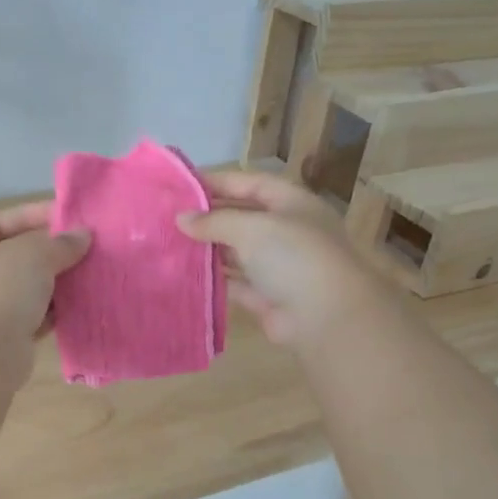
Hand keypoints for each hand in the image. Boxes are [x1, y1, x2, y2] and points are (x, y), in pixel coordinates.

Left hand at [0, 201, 89, 346]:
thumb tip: (82, 236)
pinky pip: (36, 317)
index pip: (0, 222)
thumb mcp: (32, 254)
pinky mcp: (6, 338)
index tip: (69, 217)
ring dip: (57, 282)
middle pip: (16, 256)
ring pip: (28, 289)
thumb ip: (59, 243)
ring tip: (89, 273)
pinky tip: (81, 304)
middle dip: (50, 251)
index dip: (33, 215)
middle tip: (86, 247)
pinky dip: (56, 311)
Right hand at [177, 171, 381, 348]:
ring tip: (171, 243)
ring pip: (237, 251)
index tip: (182, 186)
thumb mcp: (252, 228)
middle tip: (170, 217)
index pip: (252, 183)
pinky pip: (235, 282)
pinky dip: (213, 279)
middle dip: (209, 217)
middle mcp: (287, 232)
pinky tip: (185, 274)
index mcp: (293, 204)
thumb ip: (214, 221)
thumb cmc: (294, 257)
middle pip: (243, 217)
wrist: (326, 317)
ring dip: (208, 248)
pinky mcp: (267, 297)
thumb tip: (181, 218)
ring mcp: (278, 266)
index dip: (219, 181)